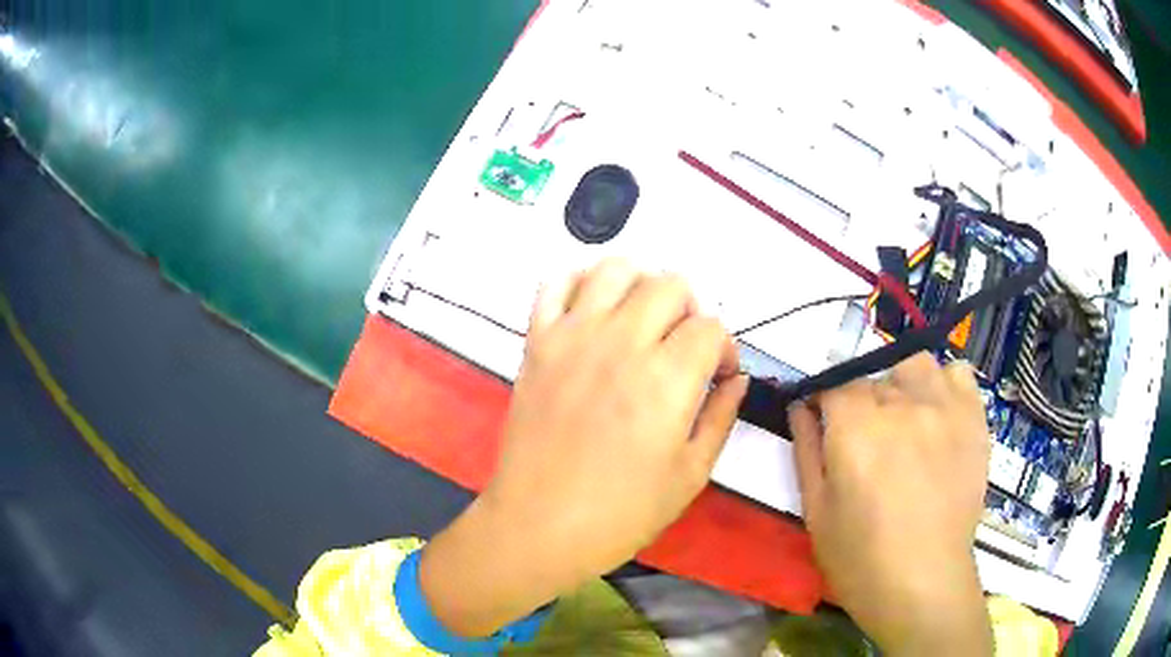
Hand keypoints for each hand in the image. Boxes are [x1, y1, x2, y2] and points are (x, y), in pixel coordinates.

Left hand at [420, 259, 746, 637]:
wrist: (538, 526)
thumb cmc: (620, 514)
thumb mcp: (690, 475)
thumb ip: (720, 418)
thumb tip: (737, 379)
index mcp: (666, 380)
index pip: (710, 328)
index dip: (725, 348)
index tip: (718, 375)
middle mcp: (621, 344)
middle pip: (670, 285)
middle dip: (691, 310)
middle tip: (684, 345)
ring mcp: (573, 338)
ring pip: (615, 268)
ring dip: (641, 283)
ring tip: (643, 318)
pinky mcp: (537, 343)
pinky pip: (555, 285)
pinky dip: (579, 282)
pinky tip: (594, 308)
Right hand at [790, 353, 992, 655]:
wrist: (924, 583)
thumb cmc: (860, 559)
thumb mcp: (816, 511)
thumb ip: (806, 449)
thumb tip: (800, 405)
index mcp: (856, 429)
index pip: (834, 383)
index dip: (825, 401)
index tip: (824, 422)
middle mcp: (902, 405)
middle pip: (874, 377)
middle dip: (862, 403)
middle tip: (866, 443)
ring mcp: (944, 408)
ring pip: (915, 366)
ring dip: (902, 385)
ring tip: (904, 421)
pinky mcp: (974, 419)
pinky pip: (959, 375)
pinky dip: (945, 385)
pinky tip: (938, 414)